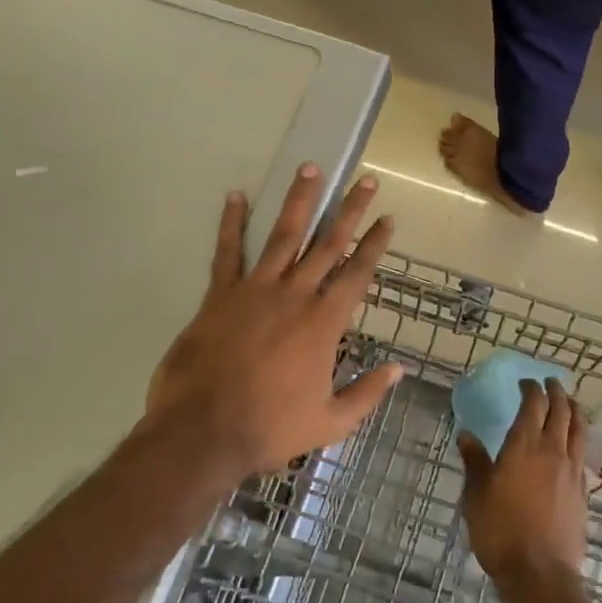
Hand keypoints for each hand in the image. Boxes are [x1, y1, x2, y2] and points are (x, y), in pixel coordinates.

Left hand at [147, 164, 403, 476]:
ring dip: (299, 202)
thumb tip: (398, 369)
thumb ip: (367, 393)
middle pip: (327, 244)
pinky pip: (227, 253)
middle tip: (364, 181)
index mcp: (324, 324)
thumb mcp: (331, 422)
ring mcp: (255, 291)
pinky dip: (231, 224)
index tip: (387, 219)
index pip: (357, 274)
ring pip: (283, 236)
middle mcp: (295, 296)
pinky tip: (235, 197)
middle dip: (349, 211)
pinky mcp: (219, 296)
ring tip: (310, 169)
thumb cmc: (270, 430)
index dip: (374, 245)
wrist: (203, 433)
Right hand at [457, 378, 589, 592]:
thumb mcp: (476, 495)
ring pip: (579, 429)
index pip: (533, 405)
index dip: (531, 389)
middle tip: (550, 383)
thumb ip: (475, 461)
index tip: (525, 383)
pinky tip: (573, 444)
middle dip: (556, 392)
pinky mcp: (582, 491)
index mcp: (524, 446)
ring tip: (570, 403)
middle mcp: (552, 451)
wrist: (540, 572)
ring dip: (574, 411)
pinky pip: (582, 452)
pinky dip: (578, 438)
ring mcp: (571, 470)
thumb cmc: (500, 530)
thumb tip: (467, 435)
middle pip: (562, 411)